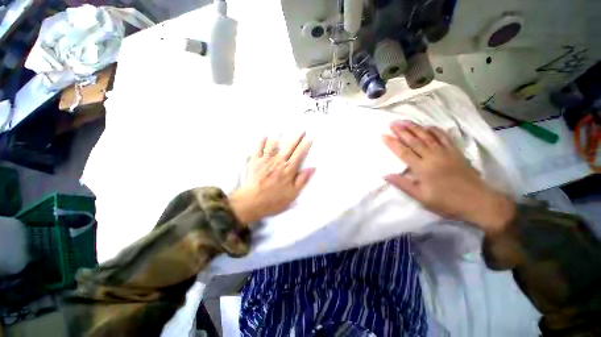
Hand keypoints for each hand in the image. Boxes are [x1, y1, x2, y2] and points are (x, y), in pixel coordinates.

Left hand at [230, 133, 314, 224]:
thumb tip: (312, 168)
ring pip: (273, 145)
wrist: (252, 202)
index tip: (310, 138)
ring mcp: (266, 160)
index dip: (305, 145)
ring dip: (279, 137)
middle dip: (296, 137)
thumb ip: (302, 180)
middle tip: (301, 129)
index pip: (300, 154)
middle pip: (289, 146)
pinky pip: (259, 148)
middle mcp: (278, 161)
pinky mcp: (255, 161)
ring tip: (282, 131)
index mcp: (289, 169)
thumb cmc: (274, 200)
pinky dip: (261, 141)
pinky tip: (264, 136)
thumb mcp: (293, 193)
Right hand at [382, 121, 515, 234]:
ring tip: (405, 121)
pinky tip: (428, 126)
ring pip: (427, 136)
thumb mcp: (421, 197)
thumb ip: (403, 184)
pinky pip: (444, 137)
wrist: (478, 201)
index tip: (383, 135)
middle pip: (414, 140)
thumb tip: (385, 175)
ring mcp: (445, 152)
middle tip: (392, 123)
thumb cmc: (447, 201)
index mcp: (422, 168)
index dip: (392, 143)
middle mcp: (432, 156)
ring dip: (415, 127)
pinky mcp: (455, 152)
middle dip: (402, 131)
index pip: (403, 152)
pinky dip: (435, 130)